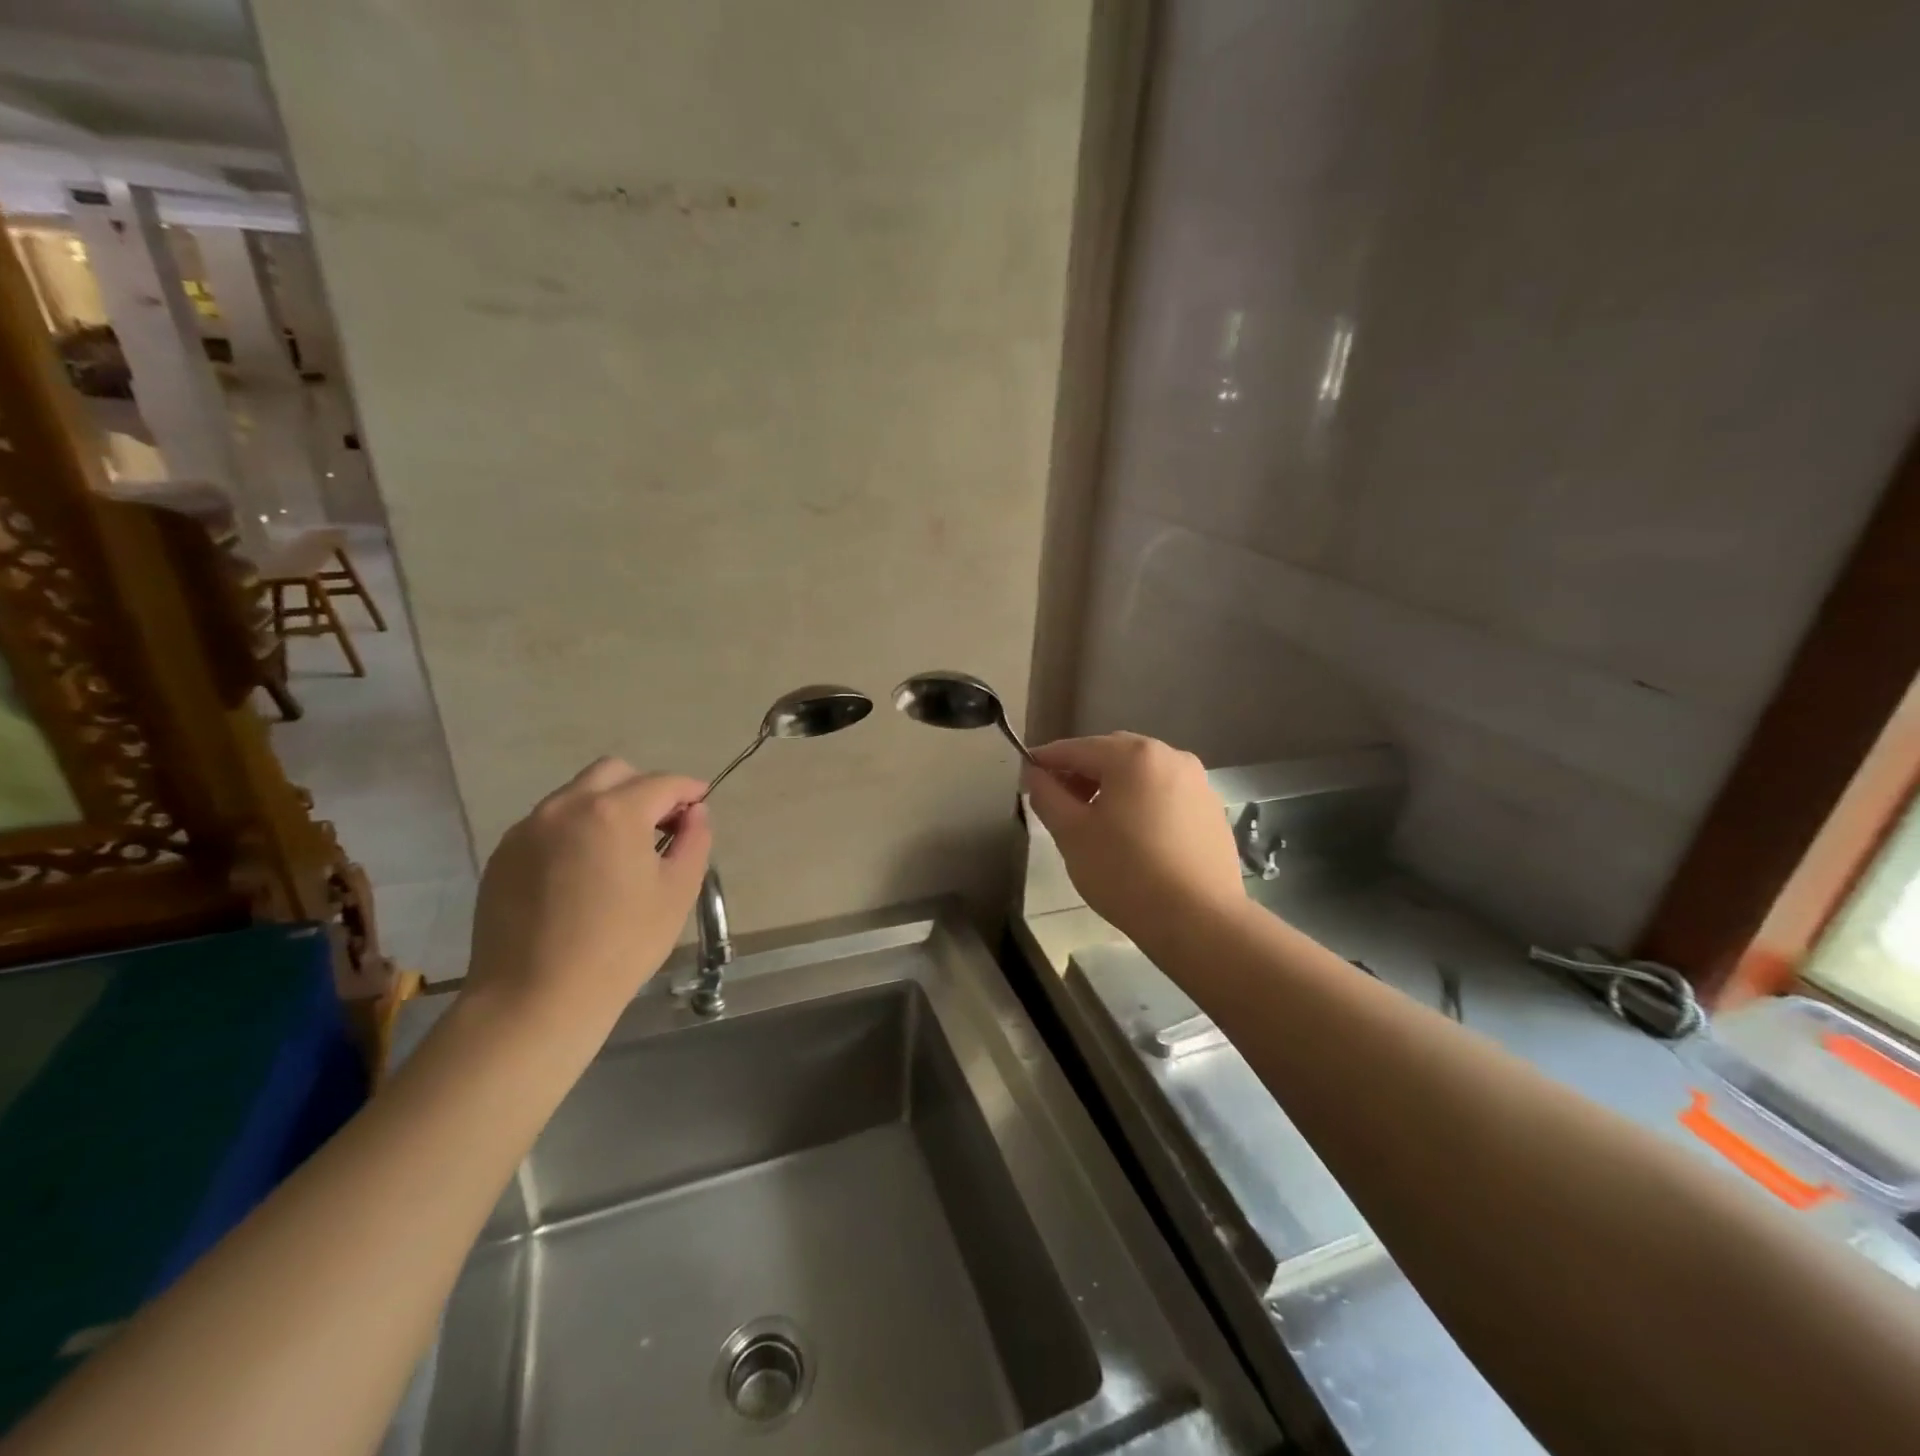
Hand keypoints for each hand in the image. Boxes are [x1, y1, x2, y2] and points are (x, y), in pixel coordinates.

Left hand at [464, 759, 711, 1032]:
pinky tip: (581, 875)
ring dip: (606, 808)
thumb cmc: (621, 945)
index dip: (689, 790)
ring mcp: (528, 829)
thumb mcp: (677, 892)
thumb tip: (695, 813)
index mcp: (614, 812)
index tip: (701, 804)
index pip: (662, 783)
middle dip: (644, 789)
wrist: (535, 999)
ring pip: (576, 796)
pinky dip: (573, 832)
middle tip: (660, 827)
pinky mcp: (503, 855)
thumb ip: (694, 841)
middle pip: (613, 773)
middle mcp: (566, 807)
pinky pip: (548, 825)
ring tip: (618, 854)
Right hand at [1023, 733, 1243, 938]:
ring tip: (1095, 822)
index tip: (1025, 774)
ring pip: (1141, 774)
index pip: (1077, 748)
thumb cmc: (1125, 872)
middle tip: (1059, 802)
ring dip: (1112, 787)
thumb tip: (1035, 774)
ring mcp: (1197, 782)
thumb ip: (1047, 796)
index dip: (1046, 760)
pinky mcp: (1211, 810)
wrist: (1199, 921)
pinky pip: (1165, 794)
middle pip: (1112, 754)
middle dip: (1081, 772)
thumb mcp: (1072, 834)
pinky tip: (1133, 837)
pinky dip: (1141, 803)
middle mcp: (1170, 756)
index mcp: (1133, 755)